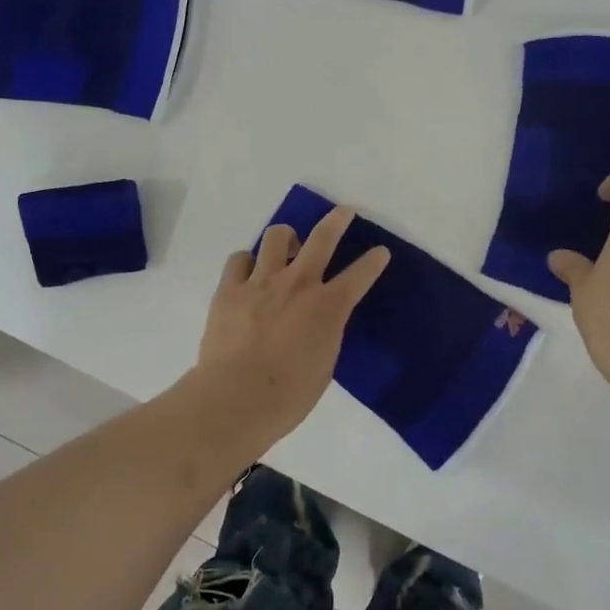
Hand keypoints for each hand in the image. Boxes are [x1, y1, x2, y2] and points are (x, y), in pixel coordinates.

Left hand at [196, 206, 390, 437]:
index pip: (360, 275)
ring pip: (277, 236)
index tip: (380, 251)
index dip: (374, 261)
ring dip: (286, 237)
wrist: (237, 397)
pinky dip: (246, 262)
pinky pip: (239, 259)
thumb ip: (324, 332)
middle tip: (343, 212)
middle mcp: (298, 283)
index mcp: (328, 307)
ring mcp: (261, 281)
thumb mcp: (324, 363)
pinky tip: (247, 273)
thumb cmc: (289, 394)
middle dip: (337, 220)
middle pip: (323, 238)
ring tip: (286, 246)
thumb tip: (318, 321)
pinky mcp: (229, 288)